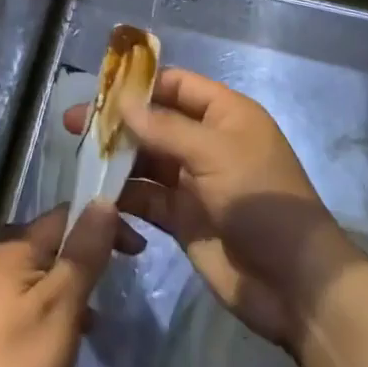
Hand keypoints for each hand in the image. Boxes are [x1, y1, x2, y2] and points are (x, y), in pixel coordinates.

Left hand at [0, 202, 137, 366]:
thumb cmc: (18, 363)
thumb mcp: (61, 304)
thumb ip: (83, 252)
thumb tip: (103, 199)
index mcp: (14, 247)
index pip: (66, 215)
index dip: (102, 221)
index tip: (137, 249)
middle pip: (55, 241)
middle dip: (91, 252)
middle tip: (124, 274)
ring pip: (47, 273)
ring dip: (77, 283)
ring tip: (102, 309)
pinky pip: (36, 301)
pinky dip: (60, 308)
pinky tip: (74, 335)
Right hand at [67, 67, 354, 348]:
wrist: (294, 283)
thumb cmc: (260, 200)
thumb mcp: (214, 154)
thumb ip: (165, 129)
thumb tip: (123, 104)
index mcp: (225, 114)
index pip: (176, 85)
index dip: (140, 84)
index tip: (98, 88)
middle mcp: (207, 142)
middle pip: (155, 122)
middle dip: (118, 123)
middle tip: (73, 125)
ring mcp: (195, 182)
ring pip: (147, 161)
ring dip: (116, 160)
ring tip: (78, 159)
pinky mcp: (184, 219)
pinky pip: (147, 199)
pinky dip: (124, 196)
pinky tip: (96, 196)